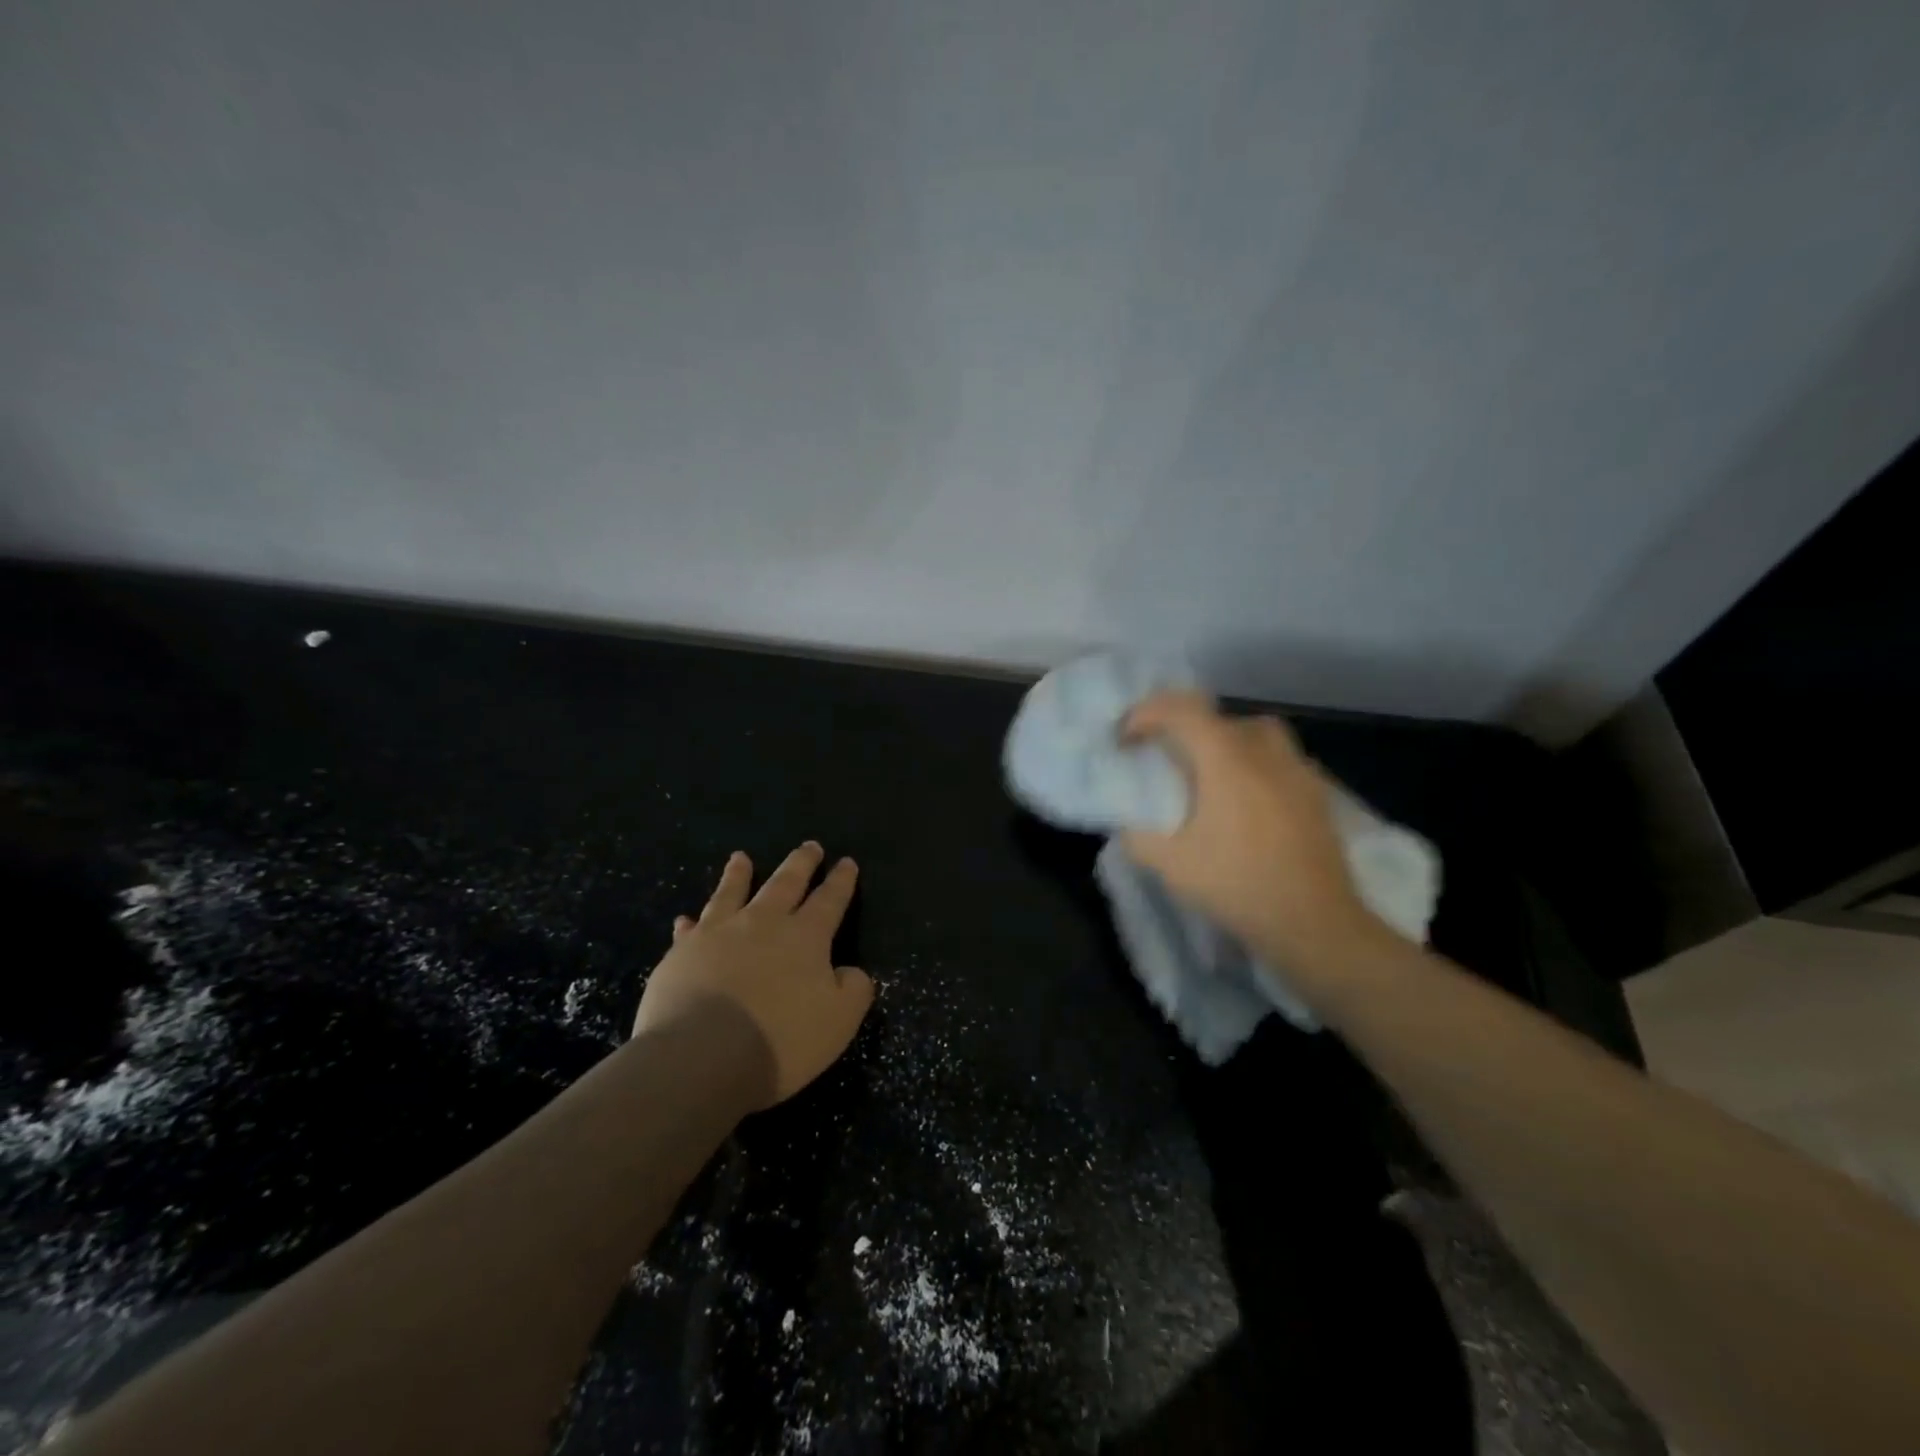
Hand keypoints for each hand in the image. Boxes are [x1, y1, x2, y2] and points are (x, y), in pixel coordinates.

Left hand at [633, 843, 873, 1107]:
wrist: (702, 1057)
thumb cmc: (781, 1040)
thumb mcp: (839, 1020)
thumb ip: (853, 989)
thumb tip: (849, 971)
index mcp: (805, 936)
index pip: (829, 900)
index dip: (841, 881)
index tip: (847, 862)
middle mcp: (763, 923)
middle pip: (785, 883)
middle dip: (801, 863)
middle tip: (810, 846)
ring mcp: (718, 934)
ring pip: (732, 893)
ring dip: (739, 875)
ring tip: (741, 858)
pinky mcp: (681, 954)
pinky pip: (688, 931)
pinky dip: (690, 923)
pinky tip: (685, 920)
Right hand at [1119, 692, 1390, 971]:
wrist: (1314, 923)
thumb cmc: (1239, 886)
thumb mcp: (1171, 865)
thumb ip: (1139, 836)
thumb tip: (1128, 824)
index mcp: (1227, 761)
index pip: (1182, 710)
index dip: (1147, 714)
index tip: (1126, 740)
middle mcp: (1265, 753)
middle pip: (1219, 717)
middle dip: (1183, 727)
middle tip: (1164, 755)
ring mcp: (1298, 771)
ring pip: (1257, 732)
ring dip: (1225, 739)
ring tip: (1208, 770)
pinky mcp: (1317, 794)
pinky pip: (1280, 759)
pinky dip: (1255, 763)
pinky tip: (1247, 798)